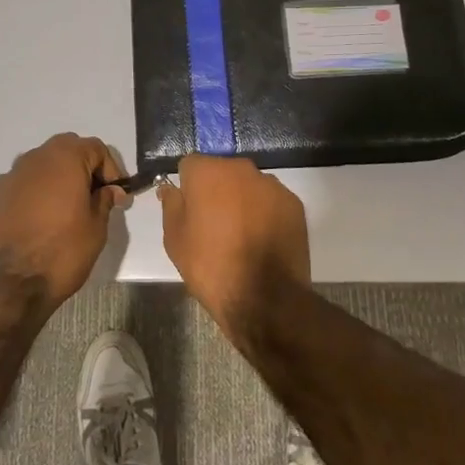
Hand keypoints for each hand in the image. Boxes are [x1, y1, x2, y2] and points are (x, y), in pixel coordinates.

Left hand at [0, 133, 125, 307]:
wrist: (6, 285)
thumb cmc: (60, 252)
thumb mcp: (96, 229)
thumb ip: (104, 201)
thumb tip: (110, 190)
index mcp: (64, 158)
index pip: (96, 148)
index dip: (111, 169)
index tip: (117, 195)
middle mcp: (34, 158)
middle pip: (66, 150)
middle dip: (83, 169)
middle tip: (93, 198)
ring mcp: (8, 176)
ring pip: (40, 167)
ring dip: (55, 180)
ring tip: (63, 212)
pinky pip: (19, 186)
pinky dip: (32, 195)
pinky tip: (35, 222)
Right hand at [159, 155, 309, 331]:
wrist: (264, 298)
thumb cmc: (211, 266)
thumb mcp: (175, 240)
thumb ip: (171, 206)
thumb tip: (170, 188)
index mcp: (208, 172)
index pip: (190, 166)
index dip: (188, 188)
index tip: (190, 212)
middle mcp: (241, 168)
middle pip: (222, 172)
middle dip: (217, 191)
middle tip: (214, 225)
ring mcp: (271, 185)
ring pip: (249, 186)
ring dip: (243, 201)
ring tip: (242, 236)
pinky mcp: (294, 203)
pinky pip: (272, 201)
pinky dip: (266, 214)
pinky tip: (263, 241)